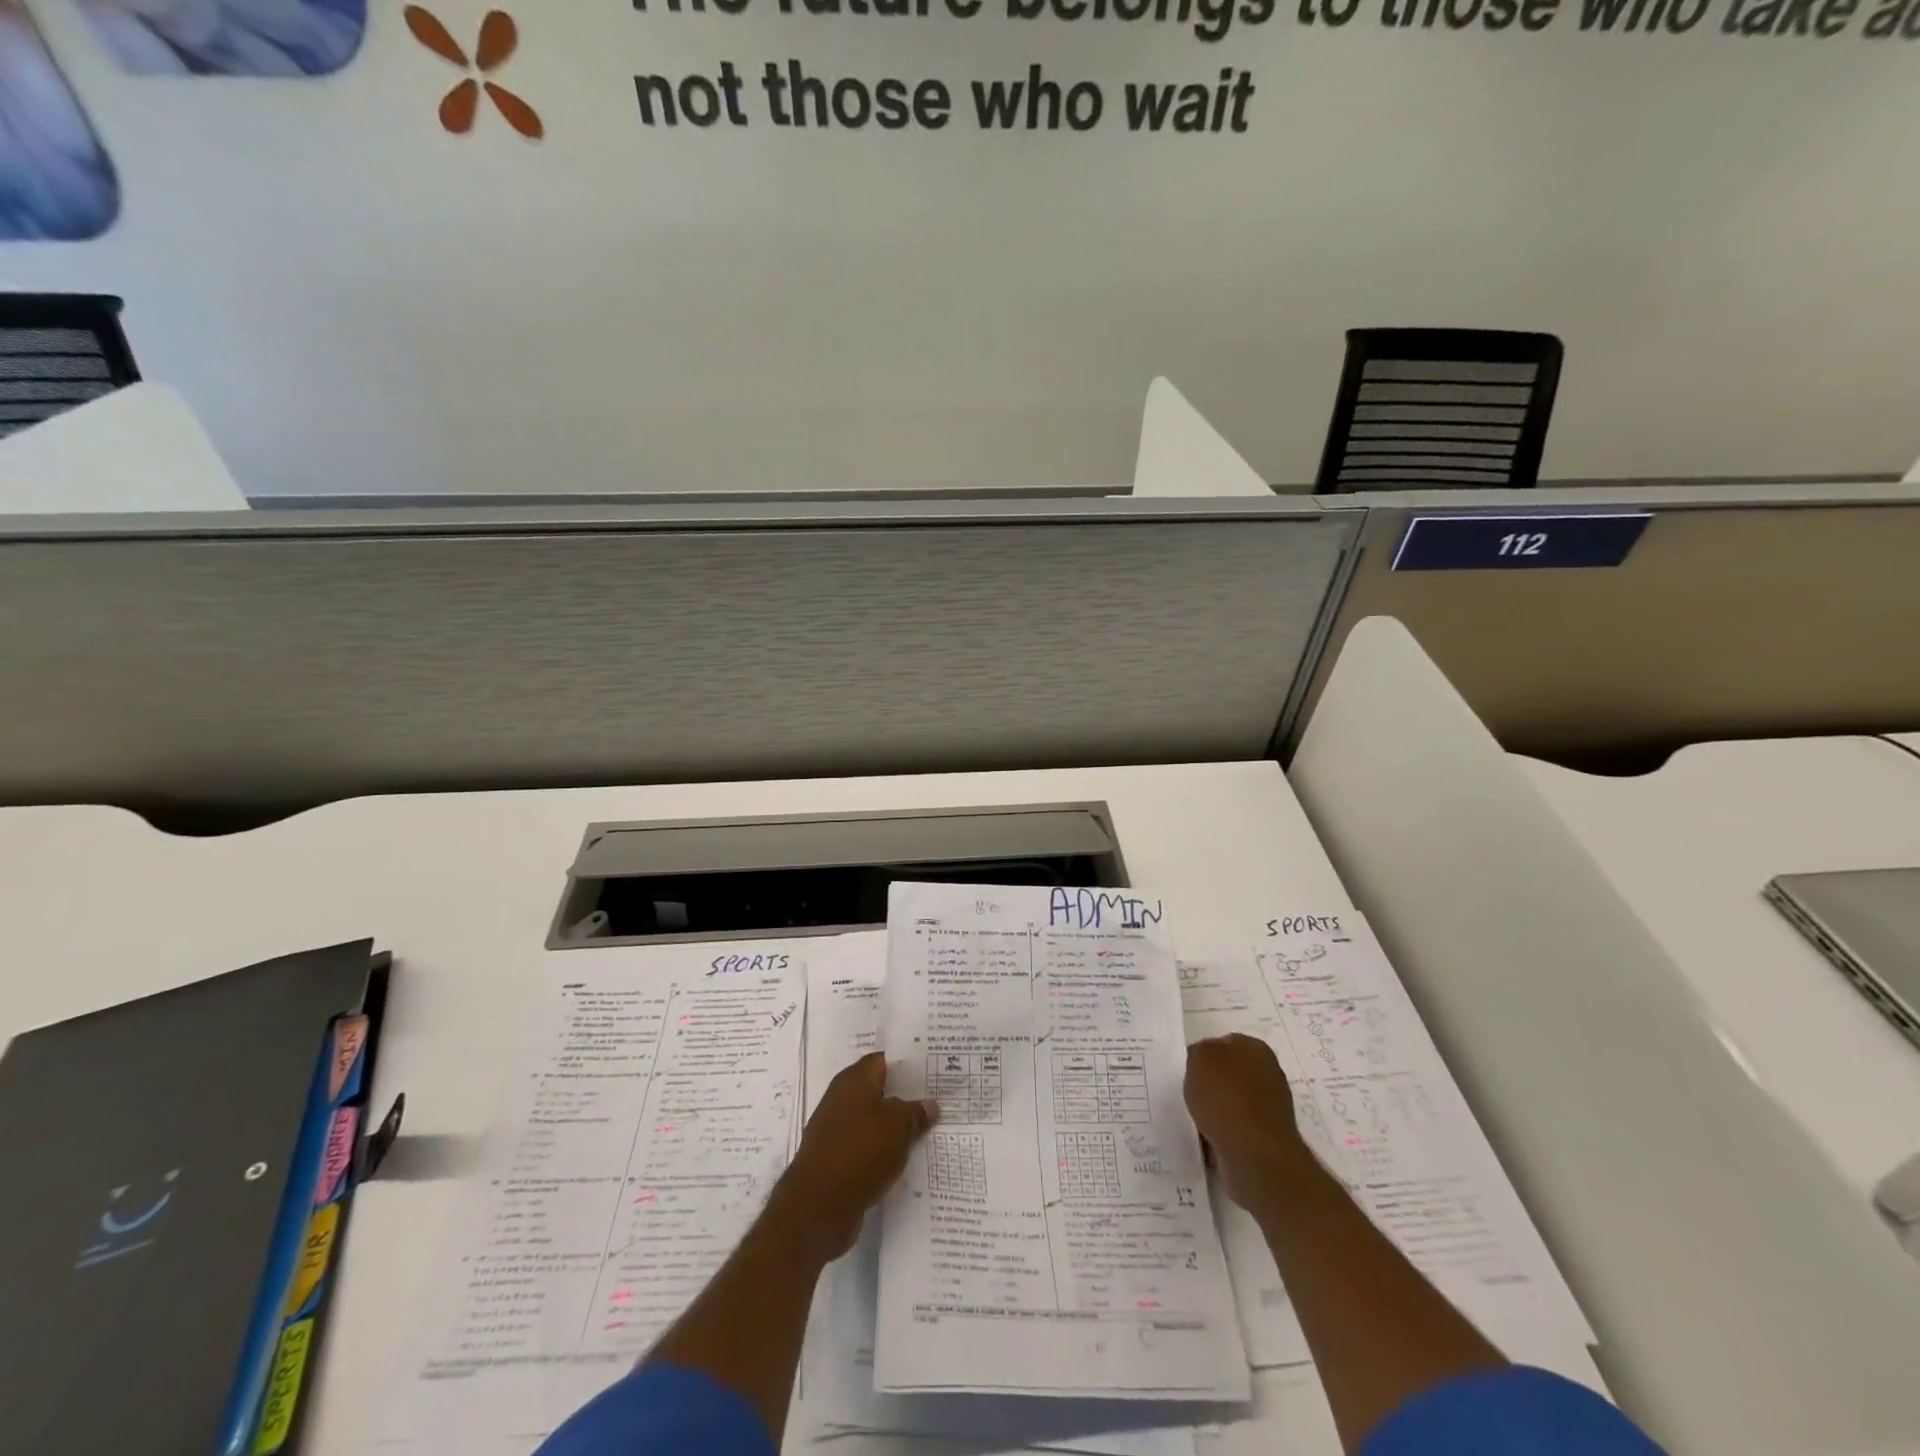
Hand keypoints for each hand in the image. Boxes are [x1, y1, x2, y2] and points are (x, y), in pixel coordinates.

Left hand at [766, 1052, 937, 1262]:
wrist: (818, 1207)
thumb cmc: (860, 1152)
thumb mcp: (898, 1127)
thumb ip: (915, 1112)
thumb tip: (930, 1105)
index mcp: (853, 1080)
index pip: (884, 1060)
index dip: (908, 1063)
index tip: (932, 1068)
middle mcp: (841, 1099)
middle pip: (878, 1090)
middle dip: (904, 1096)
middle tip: (937, 1099)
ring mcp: (835, 1130)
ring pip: (873, 1121)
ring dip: (895, 1126)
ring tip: (926, 1130)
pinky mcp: (835, 1160)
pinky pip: (866, 1147)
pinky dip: (883, 1151)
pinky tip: (904, 1159)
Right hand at [1184, 1034, 1310, 1208]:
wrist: (1254, 1155)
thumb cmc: (1225, 1097)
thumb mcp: (1200, 1057)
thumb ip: (1200, 1051)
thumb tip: (1204, 1062)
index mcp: (1257, 1050)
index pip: (1226, 1043)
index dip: (1205, 1053)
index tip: (1189, 1068)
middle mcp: (1269, 1076)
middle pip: (1230, 1074)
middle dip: (1211, 1084)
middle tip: (1190, 1092)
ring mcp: (1270, 1110)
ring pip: (1232, 1104)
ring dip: (1215, 1111)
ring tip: (1196, 1119)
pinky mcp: (1266, 1141)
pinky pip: (1234, 1131)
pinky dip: (1221, 1135)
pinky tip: (1206, 1141)